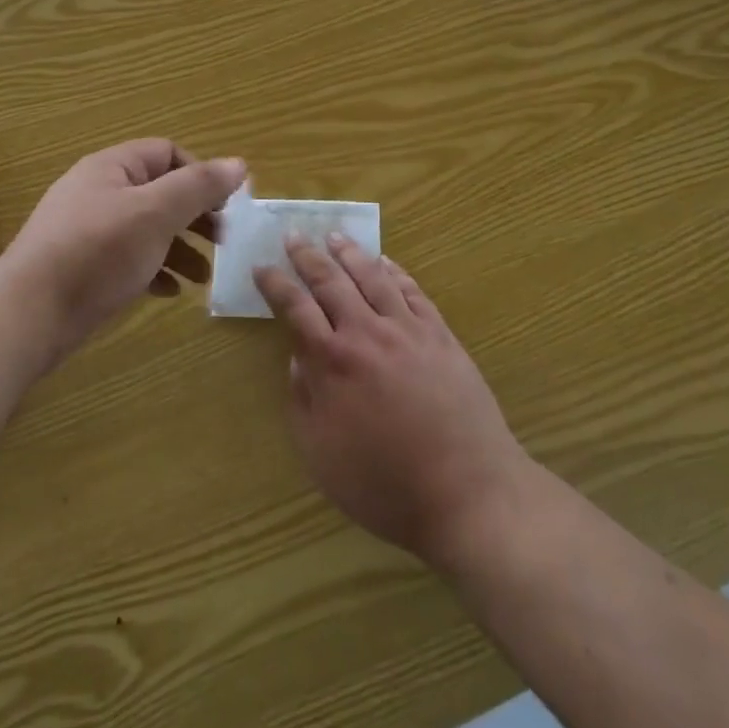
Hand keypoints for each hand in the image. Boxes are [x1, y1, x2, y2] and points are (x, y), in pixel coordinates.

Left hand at [3, 139, 244, 357]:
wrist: (28, 315)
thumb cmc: (98, 252)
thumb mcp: (156, 213)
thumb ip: (199, 186)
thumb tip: (239, 164)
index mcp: (112, 167)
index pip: (167, 152)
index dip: (200, 174)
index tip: (226, 206)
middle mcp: (98, 192)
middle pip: (159, 192)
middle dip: (195, 215)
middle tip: (222, 241)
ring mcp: (87, 231)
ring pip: (146, 229)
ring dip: (179, 248)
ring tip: (203, 277)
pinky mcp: (82, 267)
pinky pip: (128, 259)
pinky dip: (153, 270)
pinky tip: (169, 292)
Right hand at [254, 237, 533, 570]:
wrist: (466, 492)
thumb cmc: (384, 484)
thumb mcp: (321, 455)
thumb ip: (302, 400)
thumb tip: (297, 356)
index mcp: (332, 361)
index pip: (295, 307)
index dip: (275, 284)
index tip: (262, 266)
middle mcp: (367, 332)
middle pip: (331, 281)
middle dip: (307, 256)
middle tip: (293, 235)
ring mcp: (407, 329)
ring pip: (372, 276)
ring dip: (349, 253)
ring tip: (334, 235)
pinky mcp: (440, 335)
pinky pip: (412, 291)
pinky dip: (395, 271)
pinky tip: (385, 262)